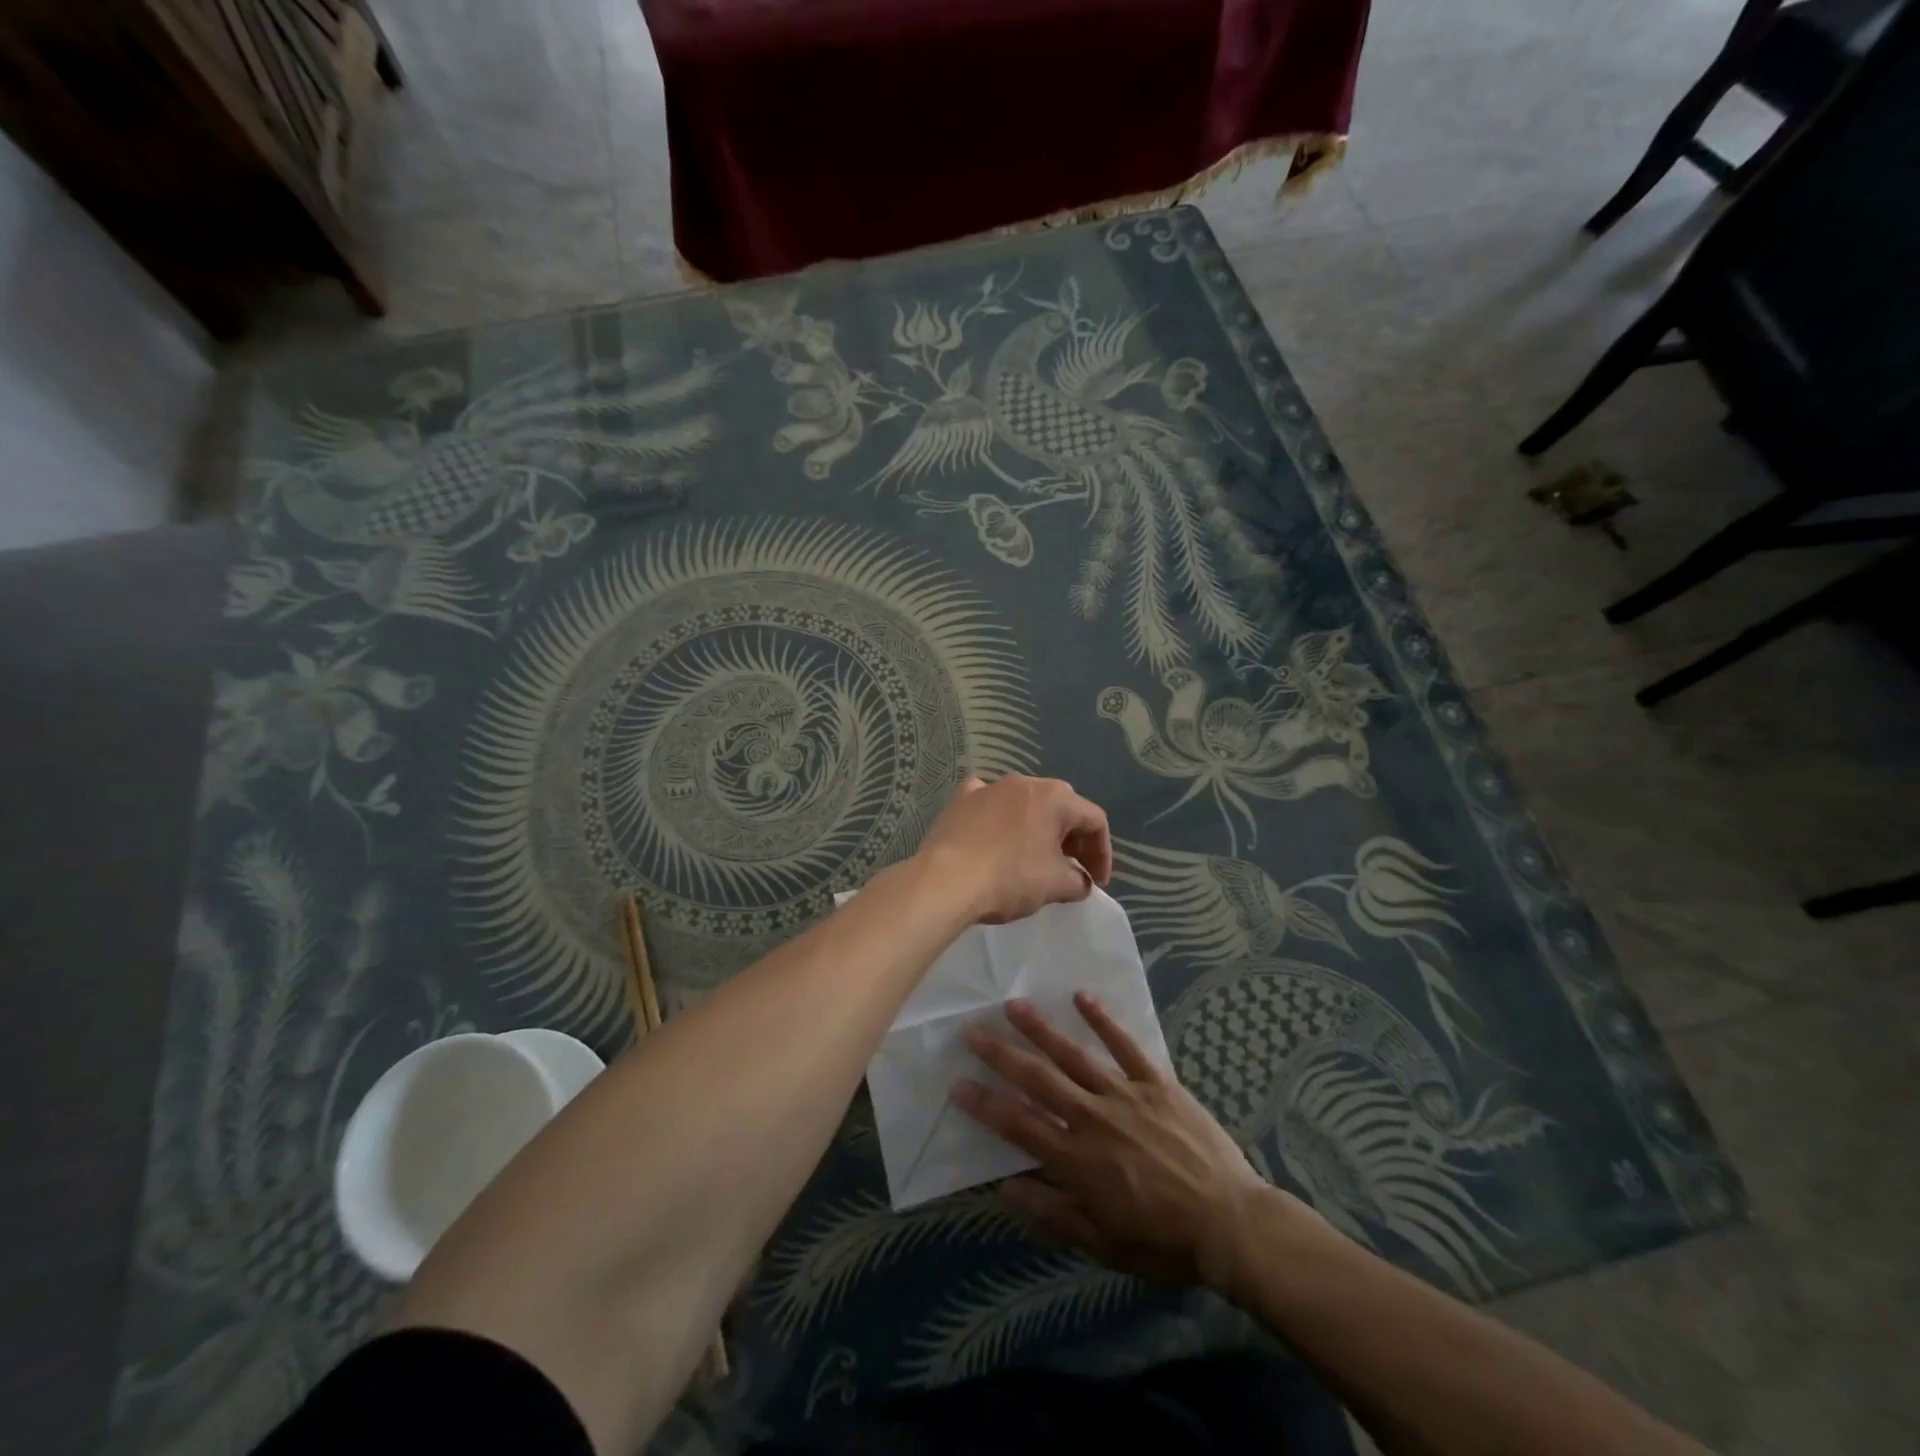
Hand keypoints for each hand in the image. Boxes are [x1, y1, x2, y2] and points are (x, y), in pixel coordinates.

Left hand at [914, 775, 1111, 924]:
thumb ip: (1078, 880)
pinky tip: (995, 832)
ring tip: (1036, 857)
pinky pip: (989, 801)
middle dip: (1072, 839)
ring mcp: (989, 786)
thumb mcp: (1056, 885)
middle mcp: (1024, 782)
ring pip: (1025, 803)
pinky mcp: (961, 799)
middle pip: (1061, 807)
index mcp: (1055, 797)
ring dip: (1037, 828)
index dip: (1102, 853)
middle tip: (1072, 869)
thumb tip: (1079, 880)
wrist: (946, 880)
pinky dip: (999, 816)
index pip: (1094, 820)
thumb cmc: (1010, 878)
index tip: (1096, 882)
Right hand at [953, 992, 1288, 1288]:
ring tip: (1013, 1005)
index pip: (1018, 1125)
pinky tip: (1081, 997)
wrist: (1230, 1222)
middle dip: (1001, 1054)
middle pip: (1037, 1079)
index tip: (958, 1084)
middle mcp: (1093, 1118)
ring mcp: (1125, 1094)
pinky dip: (1103, 1020)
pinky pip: (1125, 1045)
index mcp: (1076, 1159)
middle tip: (971, 1030)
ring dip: (1041, 1028)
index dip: (985, 1104)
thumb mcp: (1103, 1244)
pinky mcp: (1156, 1081)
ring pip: (1074, 1054)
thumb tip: (1006, 1187)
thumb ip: (1053, 1212)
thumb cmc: (1163, 1240)